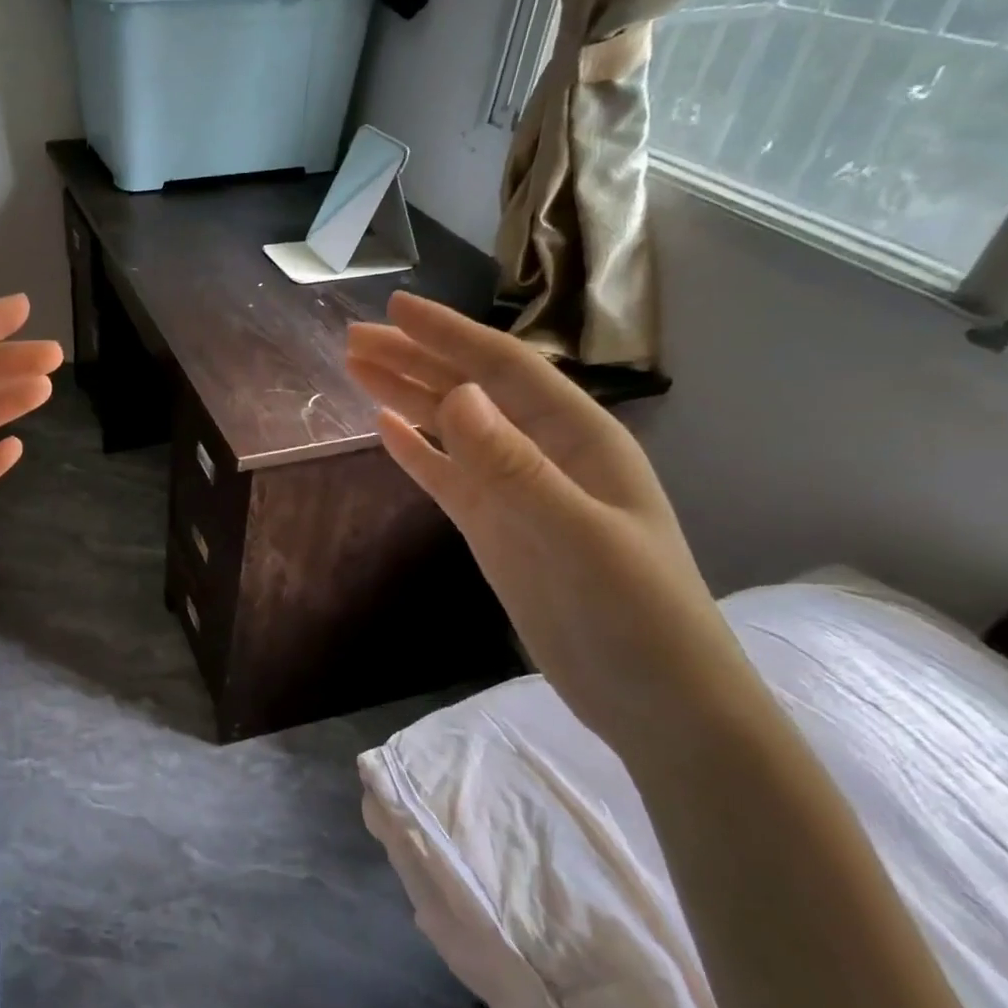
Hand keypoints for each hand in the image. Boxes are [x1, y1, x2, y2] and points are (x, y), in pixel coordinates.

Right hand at [346, 291, 754, 741]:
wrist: (654, 699)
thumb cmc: (634, 613)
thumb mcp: (577, 535)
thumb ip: (515, 466)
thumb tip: (457, 395)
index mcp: (577, 437)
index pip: (504, 368)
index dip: (449, 335)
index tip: (395, 309)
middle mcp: (543, 452)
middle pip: (469, 391)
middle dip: (414, 360)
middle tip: (353, 339)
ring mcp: (515, 491)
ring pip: (452, 429)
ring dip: (407, 396)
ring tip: (357, 369)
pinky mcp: (494, 528)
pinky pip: (446, 476)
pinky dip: (416, 451)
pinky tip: (385, 430)